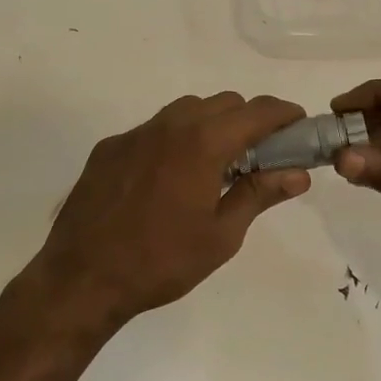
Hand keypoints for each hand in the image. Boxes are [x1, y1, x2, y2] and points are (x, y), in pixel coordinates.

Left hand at [31, 93, 311, 334]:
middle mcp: (170, 125)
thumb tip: (298, 174)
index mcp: (203, 143)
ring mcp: (136, 133)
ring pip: (186, 110)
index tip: (298, 125)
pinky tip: (167, 178)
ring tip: (213, 164)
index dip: (283, 113)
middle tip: (258, 154)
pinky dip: (173, 140)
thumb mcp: (221, 236)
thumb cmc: (161, 261)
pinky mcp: (109, 147)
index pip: (256, 111)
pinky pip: (153, 129)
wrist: (82, 277)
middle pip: (223, 103)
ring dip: (210, 124)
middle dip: (248, 119)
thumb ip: (260, 195)